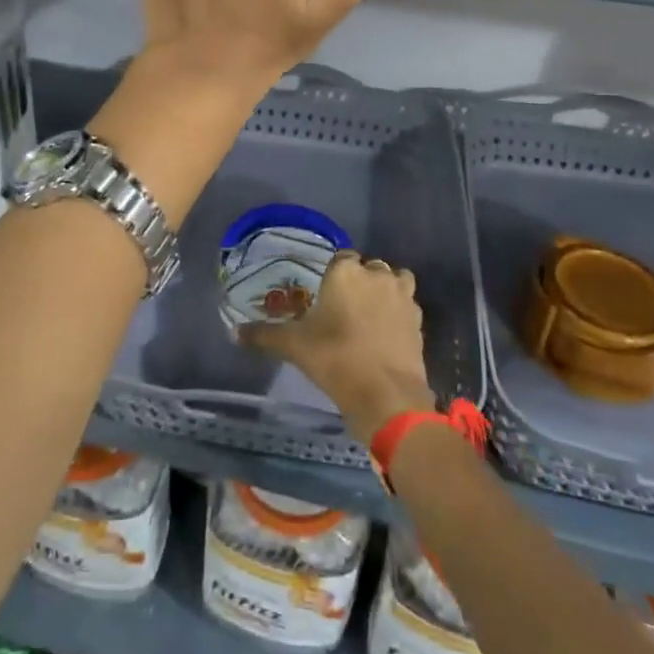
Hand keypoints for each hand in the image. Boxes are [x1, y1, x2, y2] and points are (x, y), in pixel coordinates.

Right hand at [242, 251, 436, 444]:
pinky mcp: (418, 319)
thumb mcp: (293, 346)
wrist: (386, 395)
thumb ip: (263, 335)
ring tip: (368, 317)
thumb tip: (235, 332)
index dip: (333, 275)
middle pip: (367, 268)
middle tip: (343, 309)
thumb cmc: (335, 359)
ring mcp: (402, 295)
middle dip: (358, 282)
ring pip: (393, 281)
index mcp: (345, 271)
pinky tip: (386, 334)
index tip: (324, 296)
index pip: (340, 258)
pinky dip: (398, 313)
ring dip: (383, 292)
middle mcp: (376, 274)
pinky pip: (407, 305)